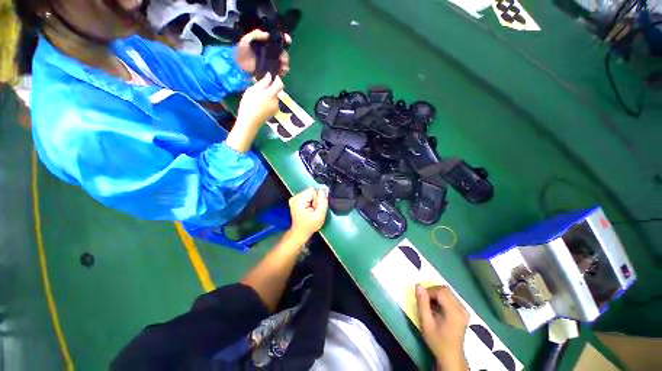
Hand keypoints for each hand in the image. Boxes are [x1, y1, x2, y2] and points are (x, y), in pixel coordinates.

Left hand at [236, 29, 291, 75]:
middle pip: (282, 52)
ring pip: (282, 61)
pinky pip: (280, 70)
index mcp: (265, 43)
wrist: (239, 67)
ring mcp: (271, 61)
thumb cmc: (241, 52)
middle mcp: (270, 51)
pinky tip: (282, 71)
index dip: (284, 38)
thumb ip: (255, 35)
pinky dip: (283, 71)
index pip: (277, 39)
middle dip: (285, 55)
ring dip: (285, 63)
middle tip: (283, 59)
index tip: (288, 40)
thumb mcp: (246, 40)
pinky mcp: (271, 70)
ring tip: (284, 66)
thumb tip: (267, 35)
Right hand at [237, 72, 282, 126]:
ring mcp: (276, 107)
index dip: (278, 79)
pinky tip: (262, 105)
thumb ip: (263, 83)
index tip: (273, 77)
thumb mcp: (253, 90)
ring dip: (269, 96)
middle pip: (276, 91)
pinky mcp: (275, 112)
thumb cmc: (248, 104)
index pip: (280, 84)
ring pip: (275, 97)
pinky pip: (274, 103)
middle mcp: (276, 101)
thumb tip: (270, 76)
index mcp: (271, 94)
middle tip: (260, 90)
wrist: (250, 121)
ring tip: (259, 99)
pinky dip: (269, 102)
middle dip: (270, 89)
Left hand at [288, 188, 328, 239]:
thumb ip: (323, 202)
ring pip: (310, 194)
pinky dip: (310, 203)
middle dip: (315, 200)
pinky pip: (307, 197)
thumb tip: (324, 190)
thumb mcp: (320, 215)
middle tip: (314, 211)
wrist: (300, 232)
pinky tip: (308, 210)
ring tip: (311, 211)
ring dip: (313, 202)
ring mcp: (294, 198)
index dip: (318, 199)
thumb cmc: (309, 226)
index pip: (313, 191)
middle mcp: (295, 197)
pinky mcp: (296, 200)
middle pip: (311, 192)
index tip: (316, 208)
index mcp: (299, 200)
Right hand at [416, 285, 469, 370]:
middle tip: (424, 300)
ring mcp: (464, 310)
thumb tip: (418, 285)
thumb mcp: (426, 324)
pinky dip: (442, 298)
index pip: (441, 291)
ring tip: (429, 305)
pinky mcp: (464, 312)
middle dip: (432, 291)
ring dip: (437, 294)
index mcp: (454, 313)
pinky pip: (451, 297)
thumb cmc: (437, 341)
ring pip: (448, 292)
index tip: (420, 298)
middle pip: (445, 290)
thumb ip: (422, 304)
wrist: (451, 356)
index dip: (429, 291)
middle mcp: (462, 309)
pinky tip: (437, 308)